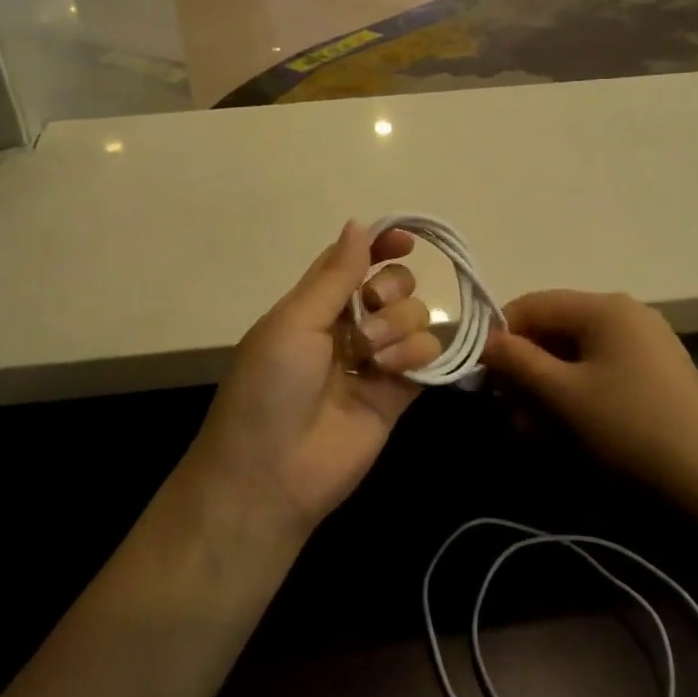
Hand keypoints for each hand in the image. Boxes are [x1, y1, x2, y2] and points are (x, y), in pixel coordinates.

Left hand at [190, 222, 442, 532]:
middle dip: (390, 289)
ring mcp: (376, 360)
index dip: (381, 243)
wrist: (271, 473)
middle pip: (393, 284)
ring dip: (398, 326)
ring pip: (415, 317)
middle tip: (369, 310)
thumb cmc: (269, 386)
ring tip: (371, 356)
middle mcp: (348, 326)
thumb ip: (335, 275)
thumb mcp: (294, 321)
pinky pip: (427, 355)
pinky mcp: (398, 393)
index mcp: (314, 304)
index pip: (354, 259)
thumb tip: (358, 222)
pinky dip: (418, 354)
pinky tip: (392, 371)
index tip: (406, 240)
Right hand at [481, 291, 697, 495]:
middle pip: (553, 329)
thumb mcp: (564, 395)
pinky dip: (573, 393)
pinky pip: (598, 371)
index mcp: (604, 307)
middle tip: (505, 409)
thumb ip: (518, 362)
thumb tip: (485, 342)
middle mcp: (624, 314)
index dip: (501, 335)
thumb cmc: (631, 428)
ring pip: (573, 354)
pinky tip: (560, 428)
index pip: (532, 304)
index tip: (482, 375)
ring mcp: (642, 344)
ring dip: (544, 386)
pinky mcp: (652, 373)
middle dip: (524, 368)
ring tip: (529, 428)